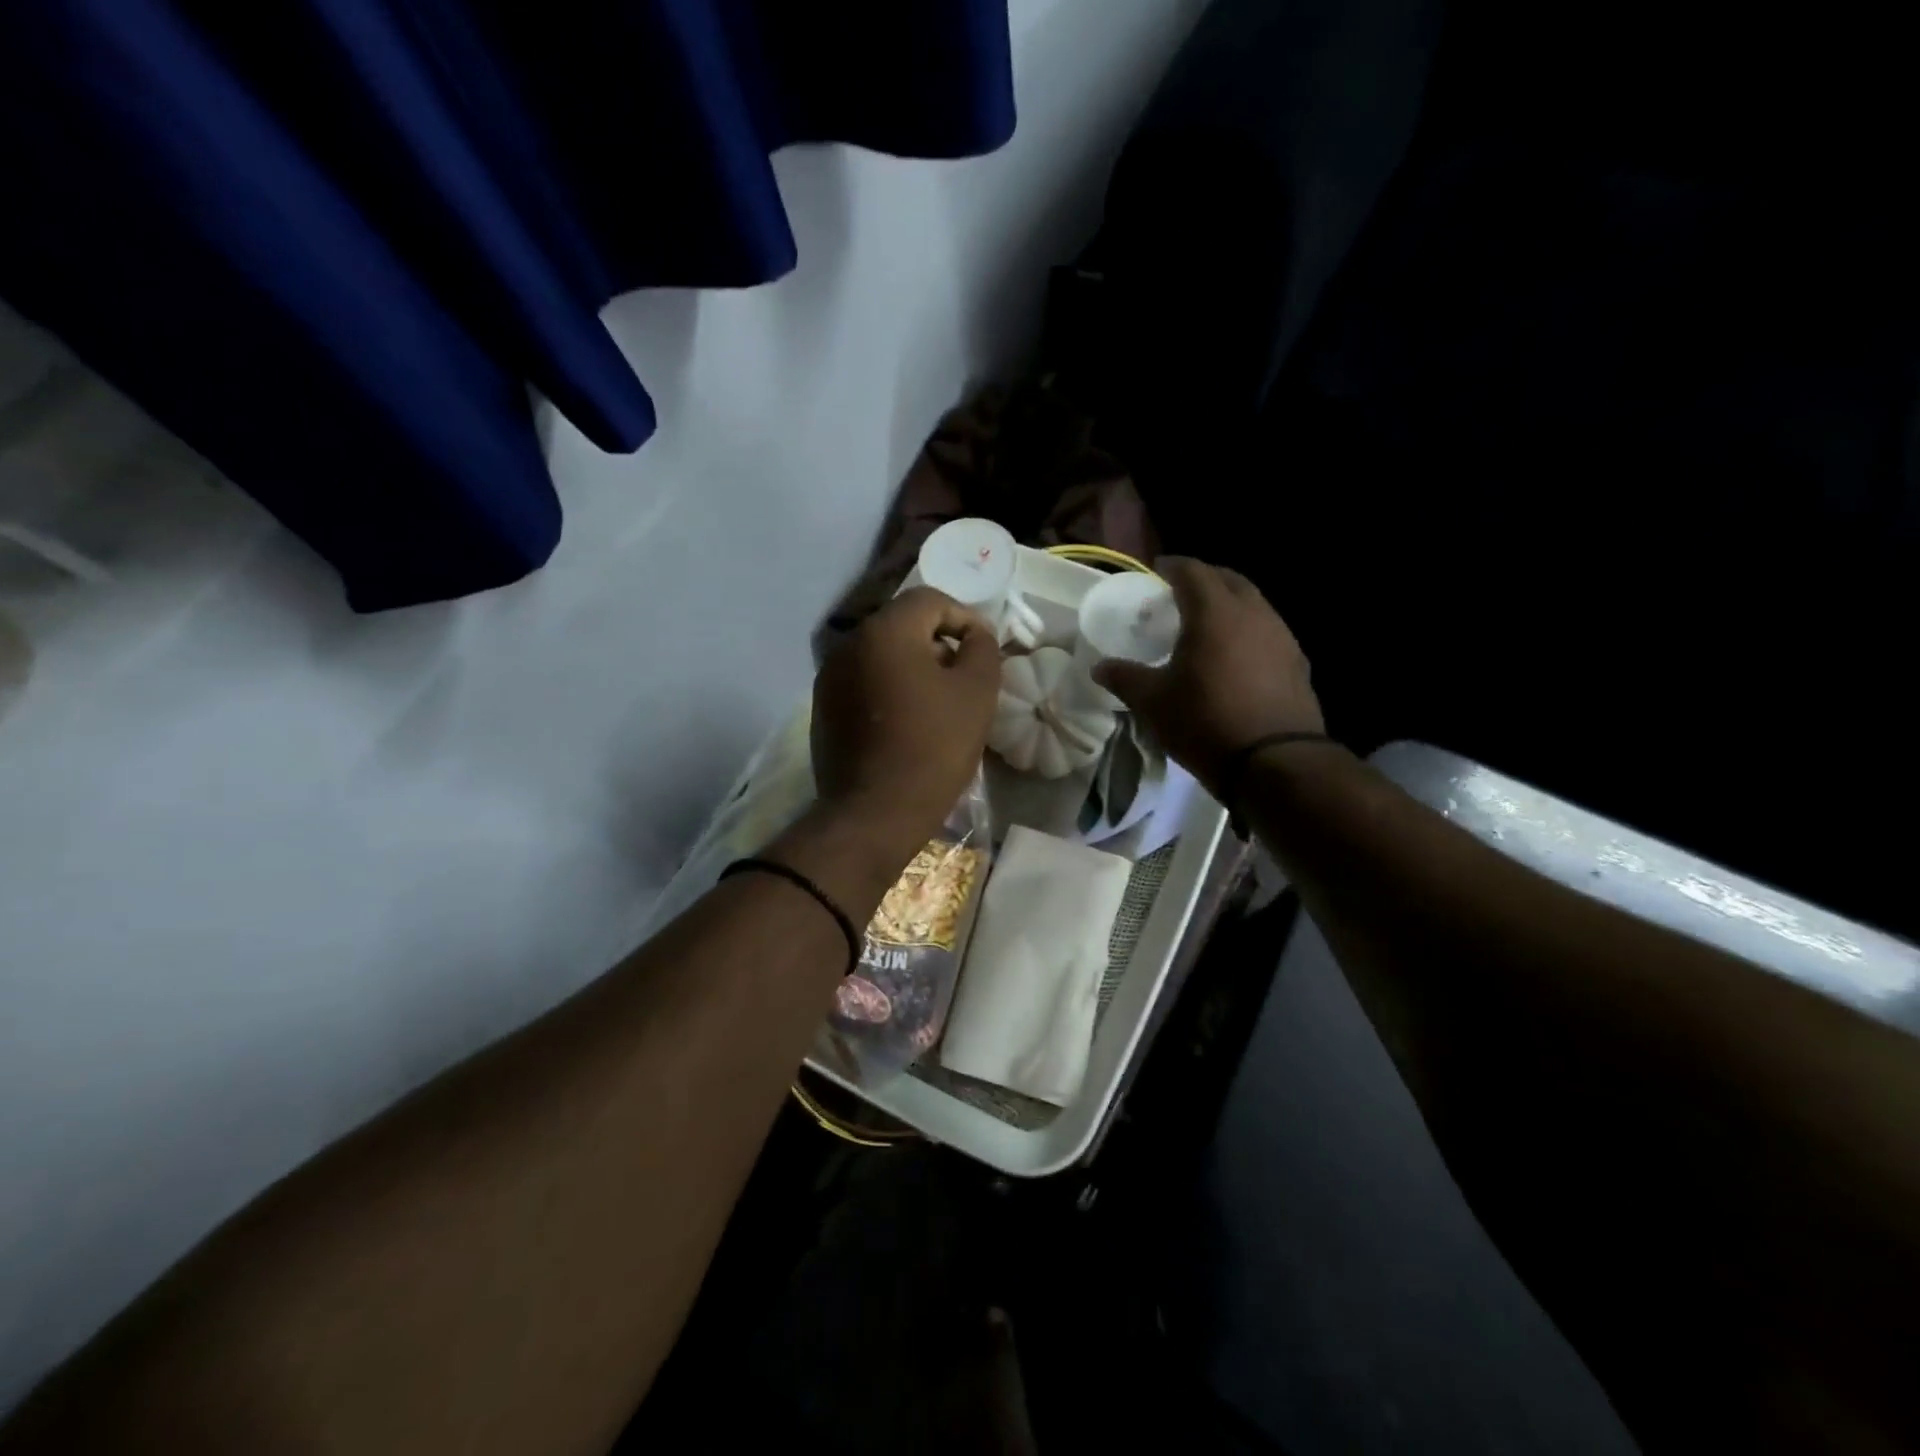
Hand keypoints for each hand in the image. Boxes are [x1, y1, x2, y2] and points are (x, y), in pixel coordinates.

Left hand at [810, 586, 1000, 857]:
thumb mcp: (976, 692)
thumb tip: (974, 633)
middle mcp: (849, 644)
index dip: (964, 618)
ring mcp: (829, 677)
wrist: (875, 813)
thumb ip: (982, 647)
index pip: (930, 600)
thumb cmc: (933, 747)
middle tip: (963, 679)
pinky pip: (864, 682)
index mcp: (884, 631)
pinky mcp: (823, 709)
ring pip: (882, 655)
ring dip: (913, 668)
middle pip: (903, 625)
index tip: (982, 652)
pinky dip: (888, 690)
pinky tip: (906, 723)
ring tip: (937, 704)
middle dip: (938, 644)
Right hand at [1094, 557, 1324, 797]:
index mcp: (1214, 612)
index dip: (1172, 566)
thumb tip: (1099, 666)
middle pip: (1229, 580)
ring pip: (1253, 604)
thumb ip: (1124, 677)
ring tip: (1208, 623)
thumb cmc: (1205, 722)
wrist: (1274, 762)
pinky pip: (1268, 632)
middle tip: (1182, 592)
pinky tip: (1236, 656)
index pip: (1192, 572)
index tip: (1157, 569)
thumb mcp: (1152, 702)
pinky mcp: (1297, 663)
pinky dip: (1247, 631)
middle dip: (1204, 579)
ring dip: (1230, 604)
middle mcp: (1252, 613)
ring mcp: (1281, 637)